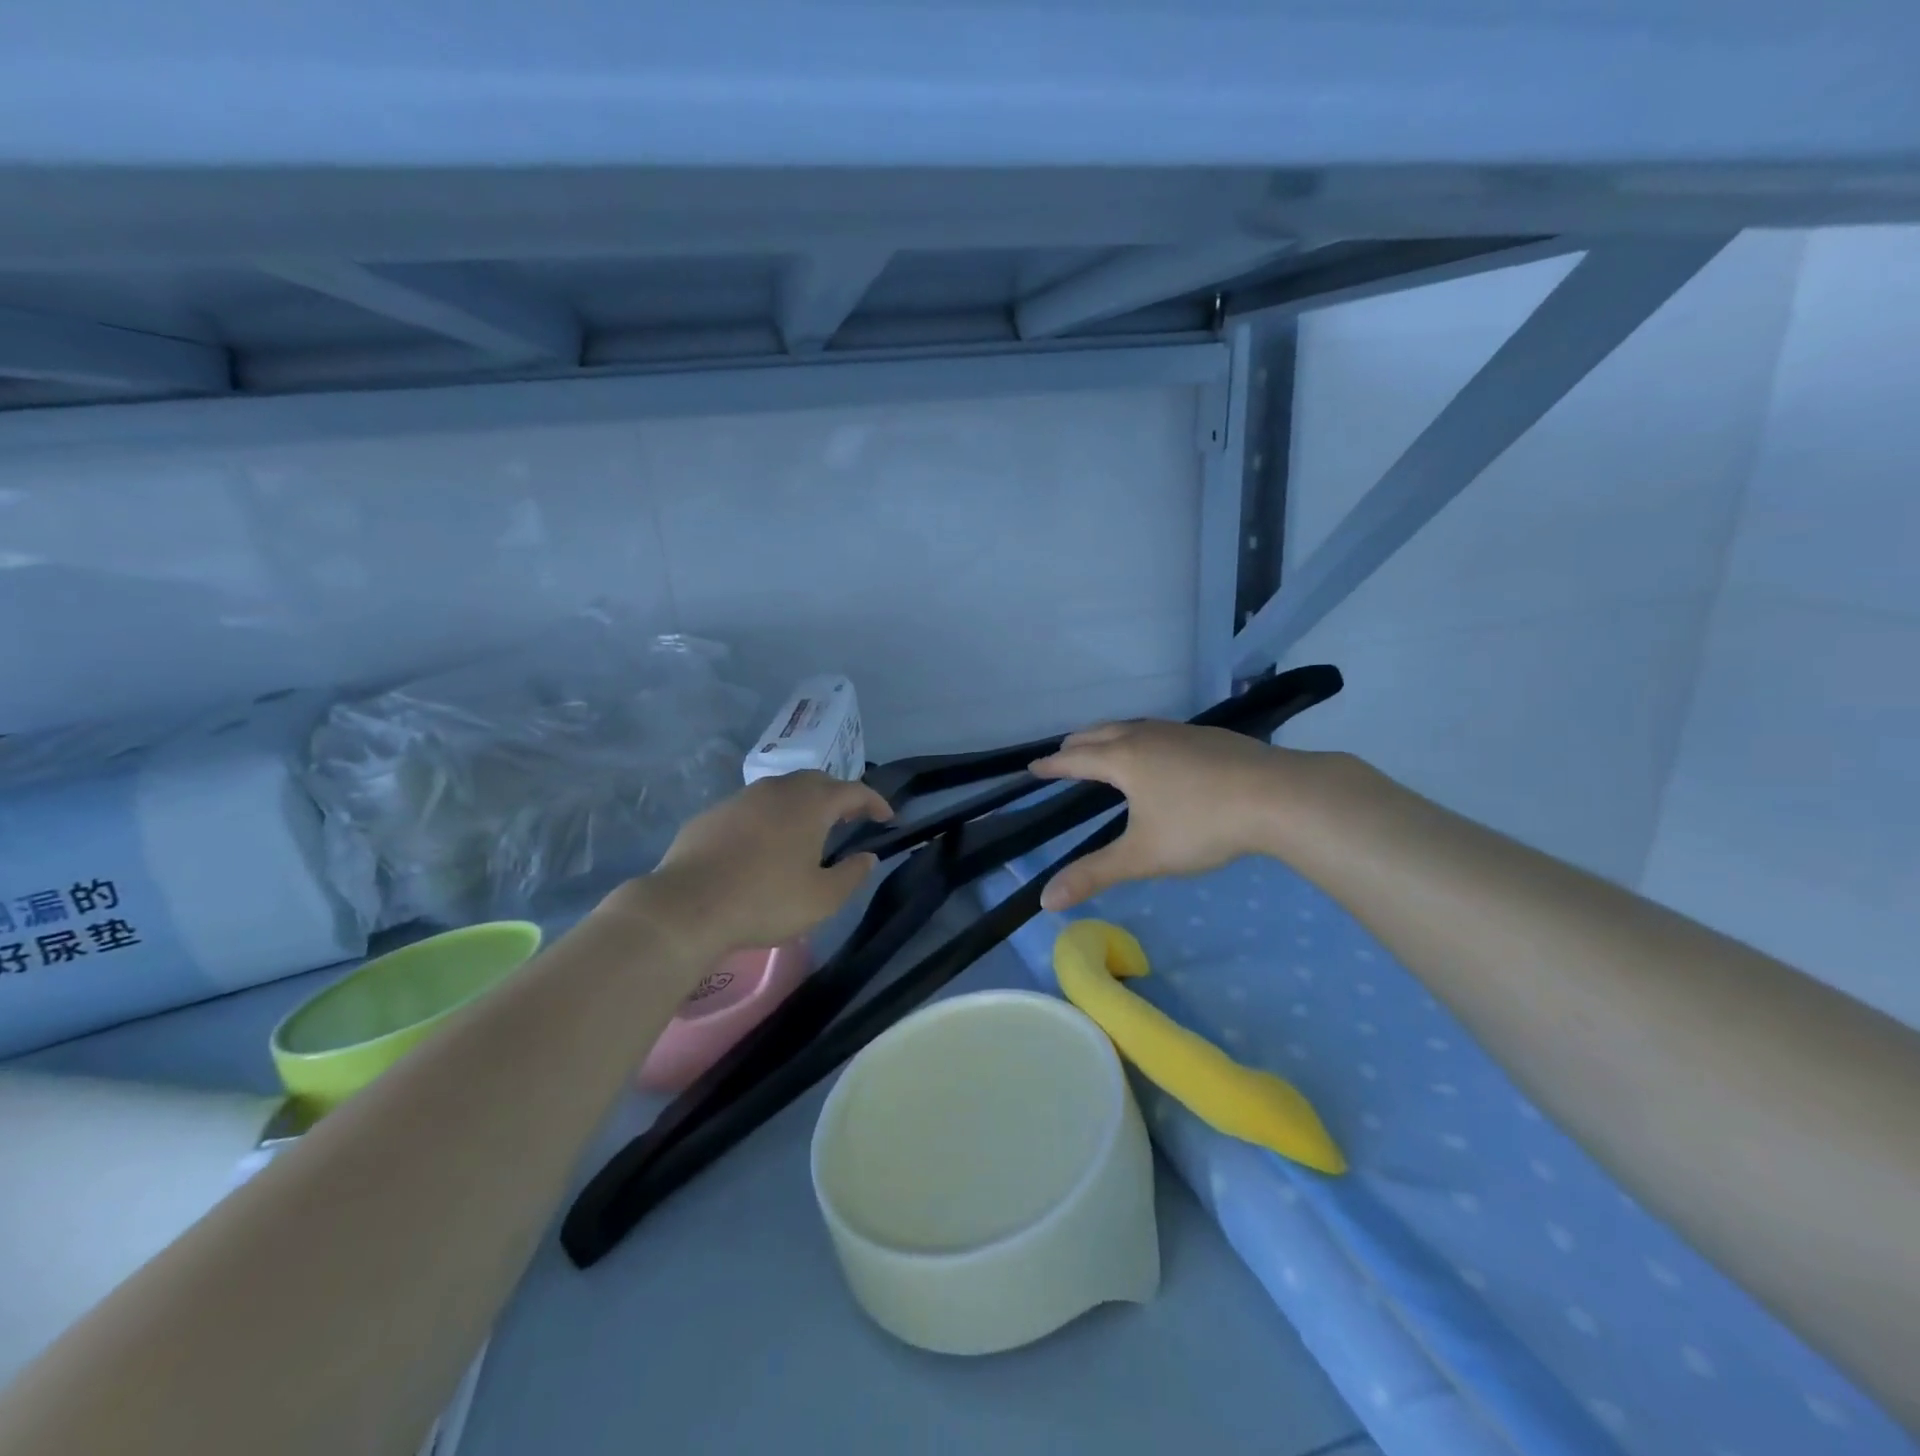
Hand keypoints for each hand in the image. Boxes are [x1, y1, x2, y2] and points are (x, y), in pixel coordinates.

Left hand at [615, 772, 891, 953]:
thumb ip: (852, 874)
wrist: (687, 907)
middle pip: (816, 781)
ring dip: (801, 803)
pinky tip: (763, 843)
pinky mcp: (712, 814)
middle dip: (838, 795)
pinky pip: (751, 807)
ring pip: (781, 790)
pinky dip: (769, 817)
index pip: (853, 790)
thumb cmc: (765, 901)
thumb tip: (867, 856)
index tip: (887, 817)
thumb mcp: (822, 899)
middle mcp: (777, 790)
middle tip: (850, 817)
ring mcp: (740, 798)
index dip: (874, 802)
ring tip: (808, 828)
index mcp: (810, 804)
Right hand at [1030, 720, 1289, 910]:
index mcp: (1123, 759)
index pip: (1075, 759)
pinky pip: (1159, 730)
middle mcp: (1145, 736)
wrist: (1278, 796)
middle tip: (1063, 753)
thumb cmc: (1201, 825)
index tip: (1033, 767)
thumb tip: (1045, 900)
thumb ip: (1093, 875)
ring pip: (1132, 726)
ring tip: (1105, 747)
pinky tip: (1160, 753)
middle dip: (1077, 744)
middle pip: (1100, 733)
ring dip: (1109, 735)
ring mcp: (1180, 731)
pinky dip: (1141, 737)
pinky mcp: (1208, 736)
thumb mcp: (1142, 856)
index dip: (1052, 765)